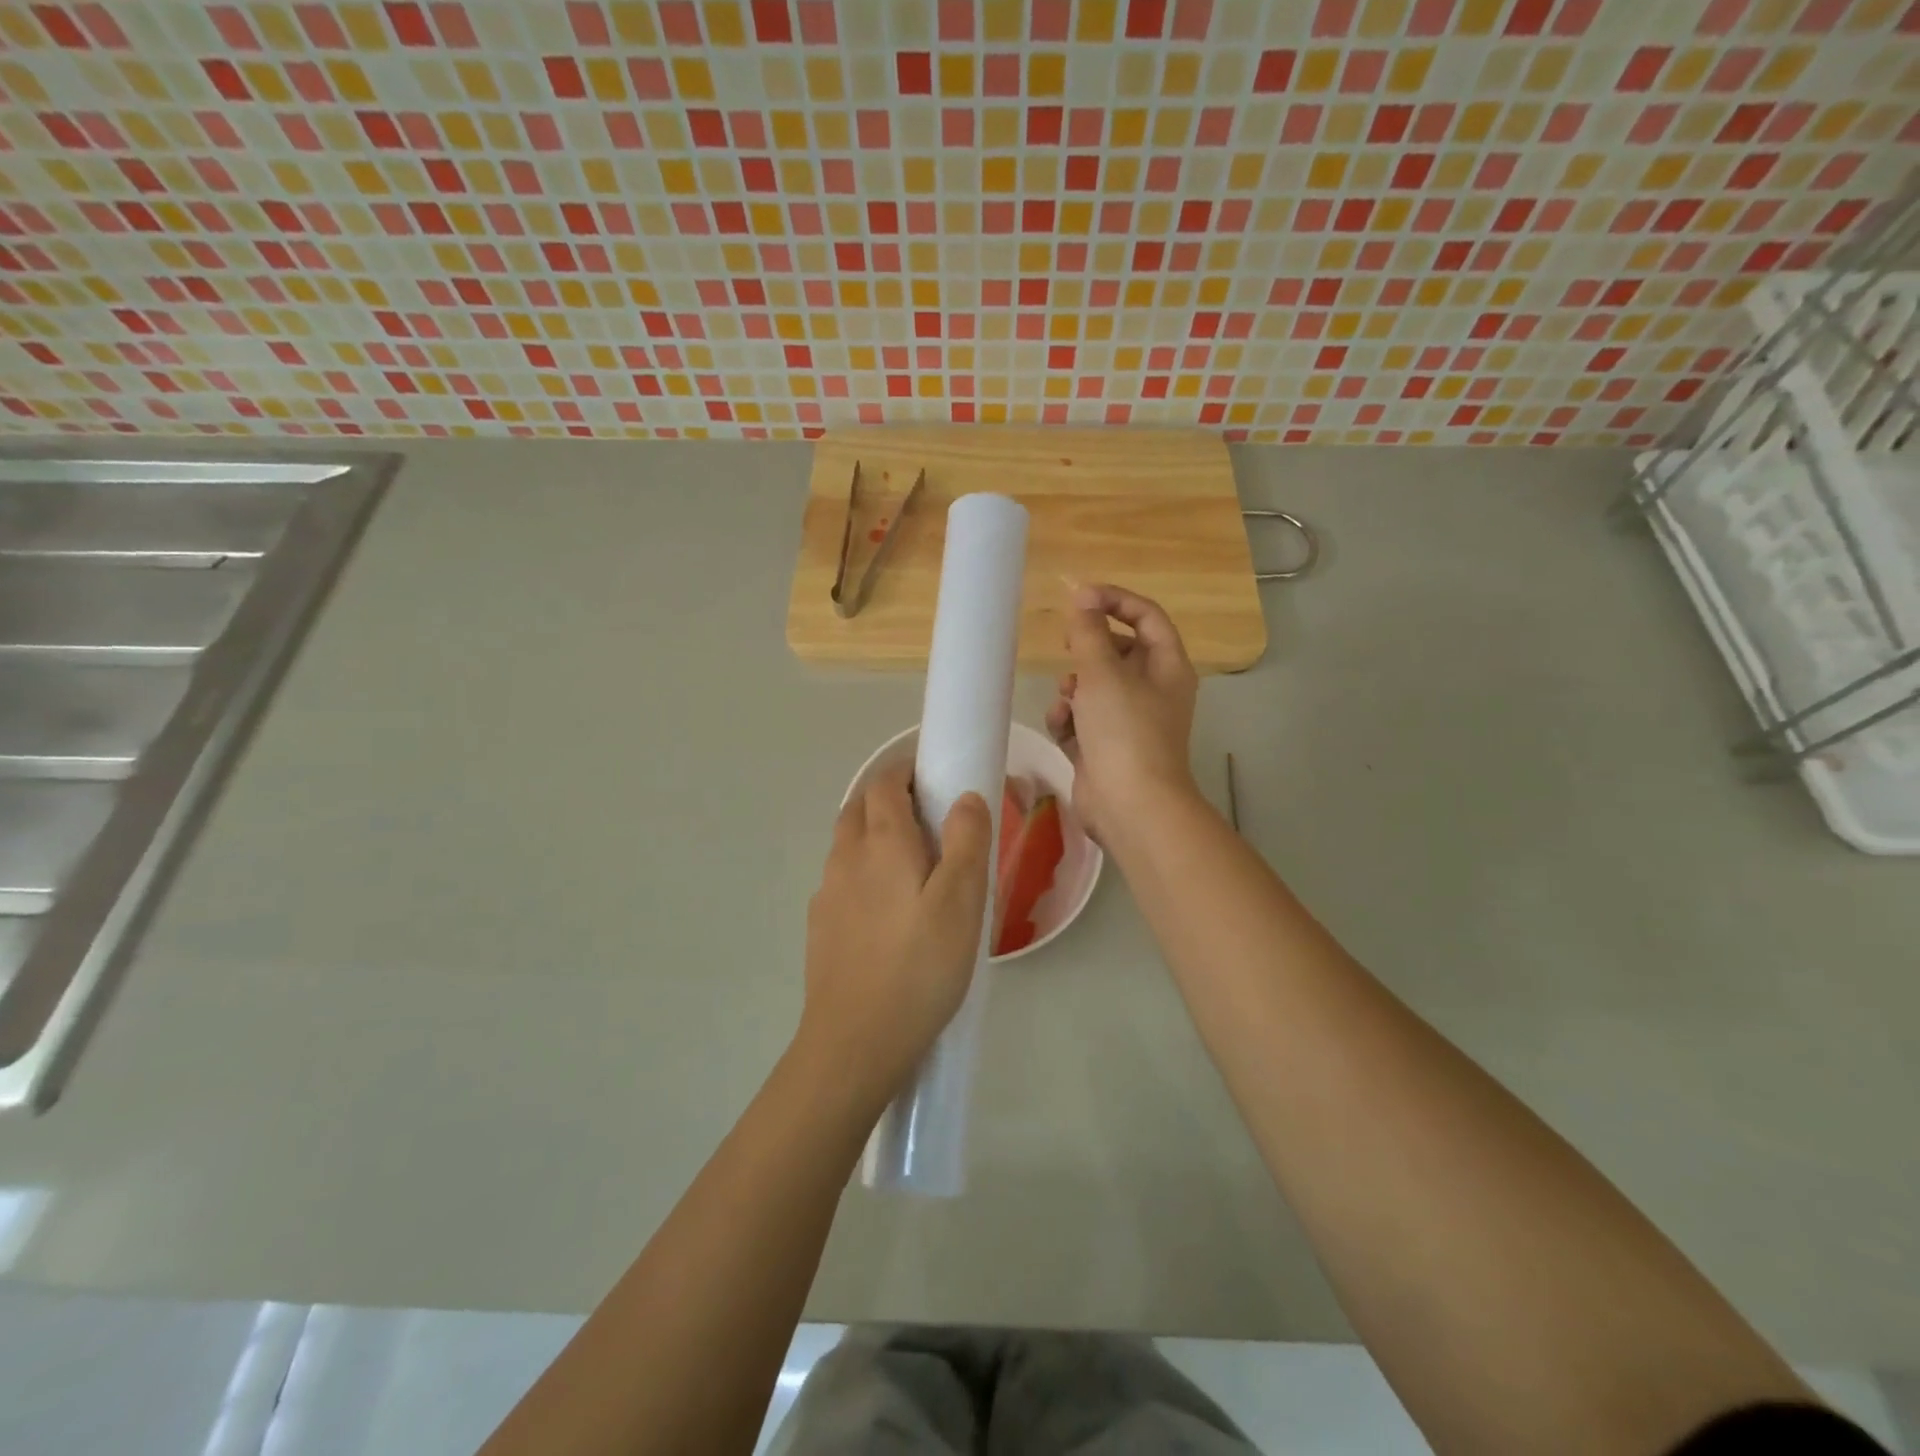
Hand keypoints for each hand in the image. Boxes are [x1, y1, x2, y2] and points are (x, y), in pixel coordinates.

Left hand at [799, 759, 992, 1109]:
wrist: (855, 1042)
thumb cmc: (919, 967)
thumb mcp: (962, 902)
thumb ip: (967, 841)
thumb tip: (964, 796)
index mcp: (881, 843)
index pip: (884, 783)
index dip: (906, 770)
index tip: (934, 776)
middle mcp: (846, 857)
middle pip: (859, 807)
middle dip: (888, 796)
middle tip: (928, 815)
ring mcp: (827, 893)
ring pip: (847, 843)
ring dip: (873, 833)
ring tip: (911, 861)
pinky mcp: (821, 926)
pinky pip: (841, 879)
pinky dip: (862, 870)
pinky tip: (885, 907)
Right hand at [1045, 584, 1200, 844]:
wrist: (1130, 806)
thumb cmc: (1124, 731)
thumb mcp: (1103, 673)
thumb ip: (1088, 631)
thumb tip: (1082, 596)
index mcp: (1166, 667)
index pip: (1146, 616)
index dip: (1114, 600)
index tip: (1078, 597)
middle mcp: (1152, 691)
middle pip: (1117, 652)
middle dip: (1087, 649)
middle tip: (1065, 644)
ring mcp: (1128, 722)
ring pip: (1094, 687)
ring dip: (1073, 688)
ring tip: (1067, 700)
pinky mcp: (1104, 748)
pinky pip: (1081, 720)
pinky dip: (1068, 720)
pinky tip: (1061, 727)